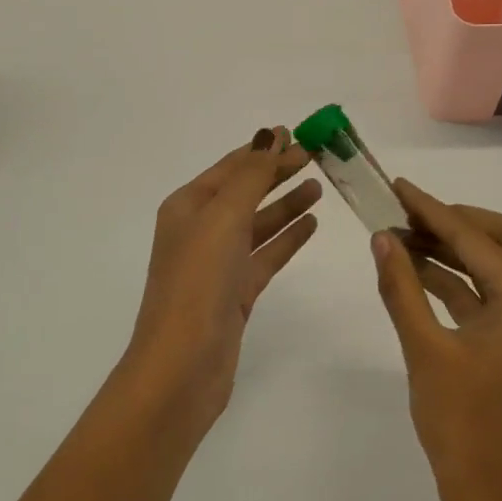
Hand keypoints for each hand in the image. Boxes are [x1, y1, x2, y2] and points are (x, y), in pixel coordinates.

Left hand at [123, 128, 319, 433]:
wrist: (182, 366)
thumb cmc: (197, 283)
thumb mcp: (222, 219)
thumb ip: (250, 177)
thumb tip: (269, 136)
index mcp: (187, 207)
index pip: (230, 167)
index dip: (261, 150)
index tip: (296, 133)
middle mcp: (200, 231)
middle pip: (245, 192)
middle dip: (277, 173)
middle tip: (316, 156)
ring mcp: (218, 263)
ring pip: (258, 223)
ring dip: (285, 203)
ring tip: (319, 187)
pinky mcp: (235, 292)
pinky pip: (266, 254)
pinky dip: (287, 238)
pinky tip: (311, 224)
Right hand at [370, 180, 501, 500]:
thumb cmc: (462, 426)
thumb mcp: (425, 351)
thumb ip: (402, 288)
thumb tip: (382, 239)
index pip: (477, 241)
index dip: (433, 211)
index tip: (400, 188)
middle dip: (459, 221)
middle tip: (412, 214)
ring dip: (459, 251)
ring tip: (406, 239)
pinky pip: (498, 299)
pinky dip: (463, 283)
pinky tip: (422, 275)